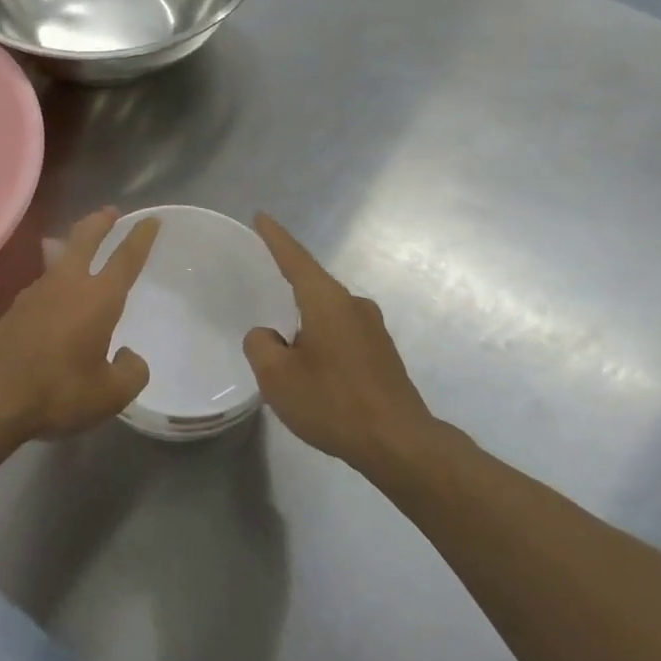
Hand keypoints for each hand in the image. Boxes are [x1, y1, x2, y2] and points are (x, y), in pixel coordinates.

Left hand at [0, 208, 159, 446]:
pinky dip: (52, 282)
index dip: (140, 237)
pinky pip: (40, 286)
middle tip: (109, 211)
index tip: (150, 219)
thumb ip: (131, 373)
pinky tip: (51, 298)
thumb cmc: (58, 390)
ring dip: (70, 248)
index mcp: (98, 298)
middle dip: (99, 222)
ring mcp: (34, 294)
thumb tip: (128, 357)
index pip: (126, 258)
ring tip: (74, 246)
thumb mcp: (110, 395)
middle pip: (84, 240)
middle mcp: (67, 284)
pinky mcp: (11, 311)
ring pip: (57, 259)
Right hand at [243, 214, 433, 472]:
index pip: (295, 259)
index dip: (275, 238)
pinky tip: (314, 370)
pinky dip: (322, 341)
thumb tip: (267, 336)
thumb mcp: (277, 377)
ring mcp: (373, 329)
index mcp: (327, 301)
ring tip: (286, 350)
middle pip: (313, 286)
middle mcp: (353, 305)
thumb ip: (261, 345)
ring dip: (305, 323)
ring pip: (327, 314)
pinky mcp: (383, 354)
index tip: (261, 216)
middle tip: (264, 291)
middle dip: (289, 287)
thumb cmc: (333, 402)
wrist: (399, 444)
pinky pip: (342, 334)